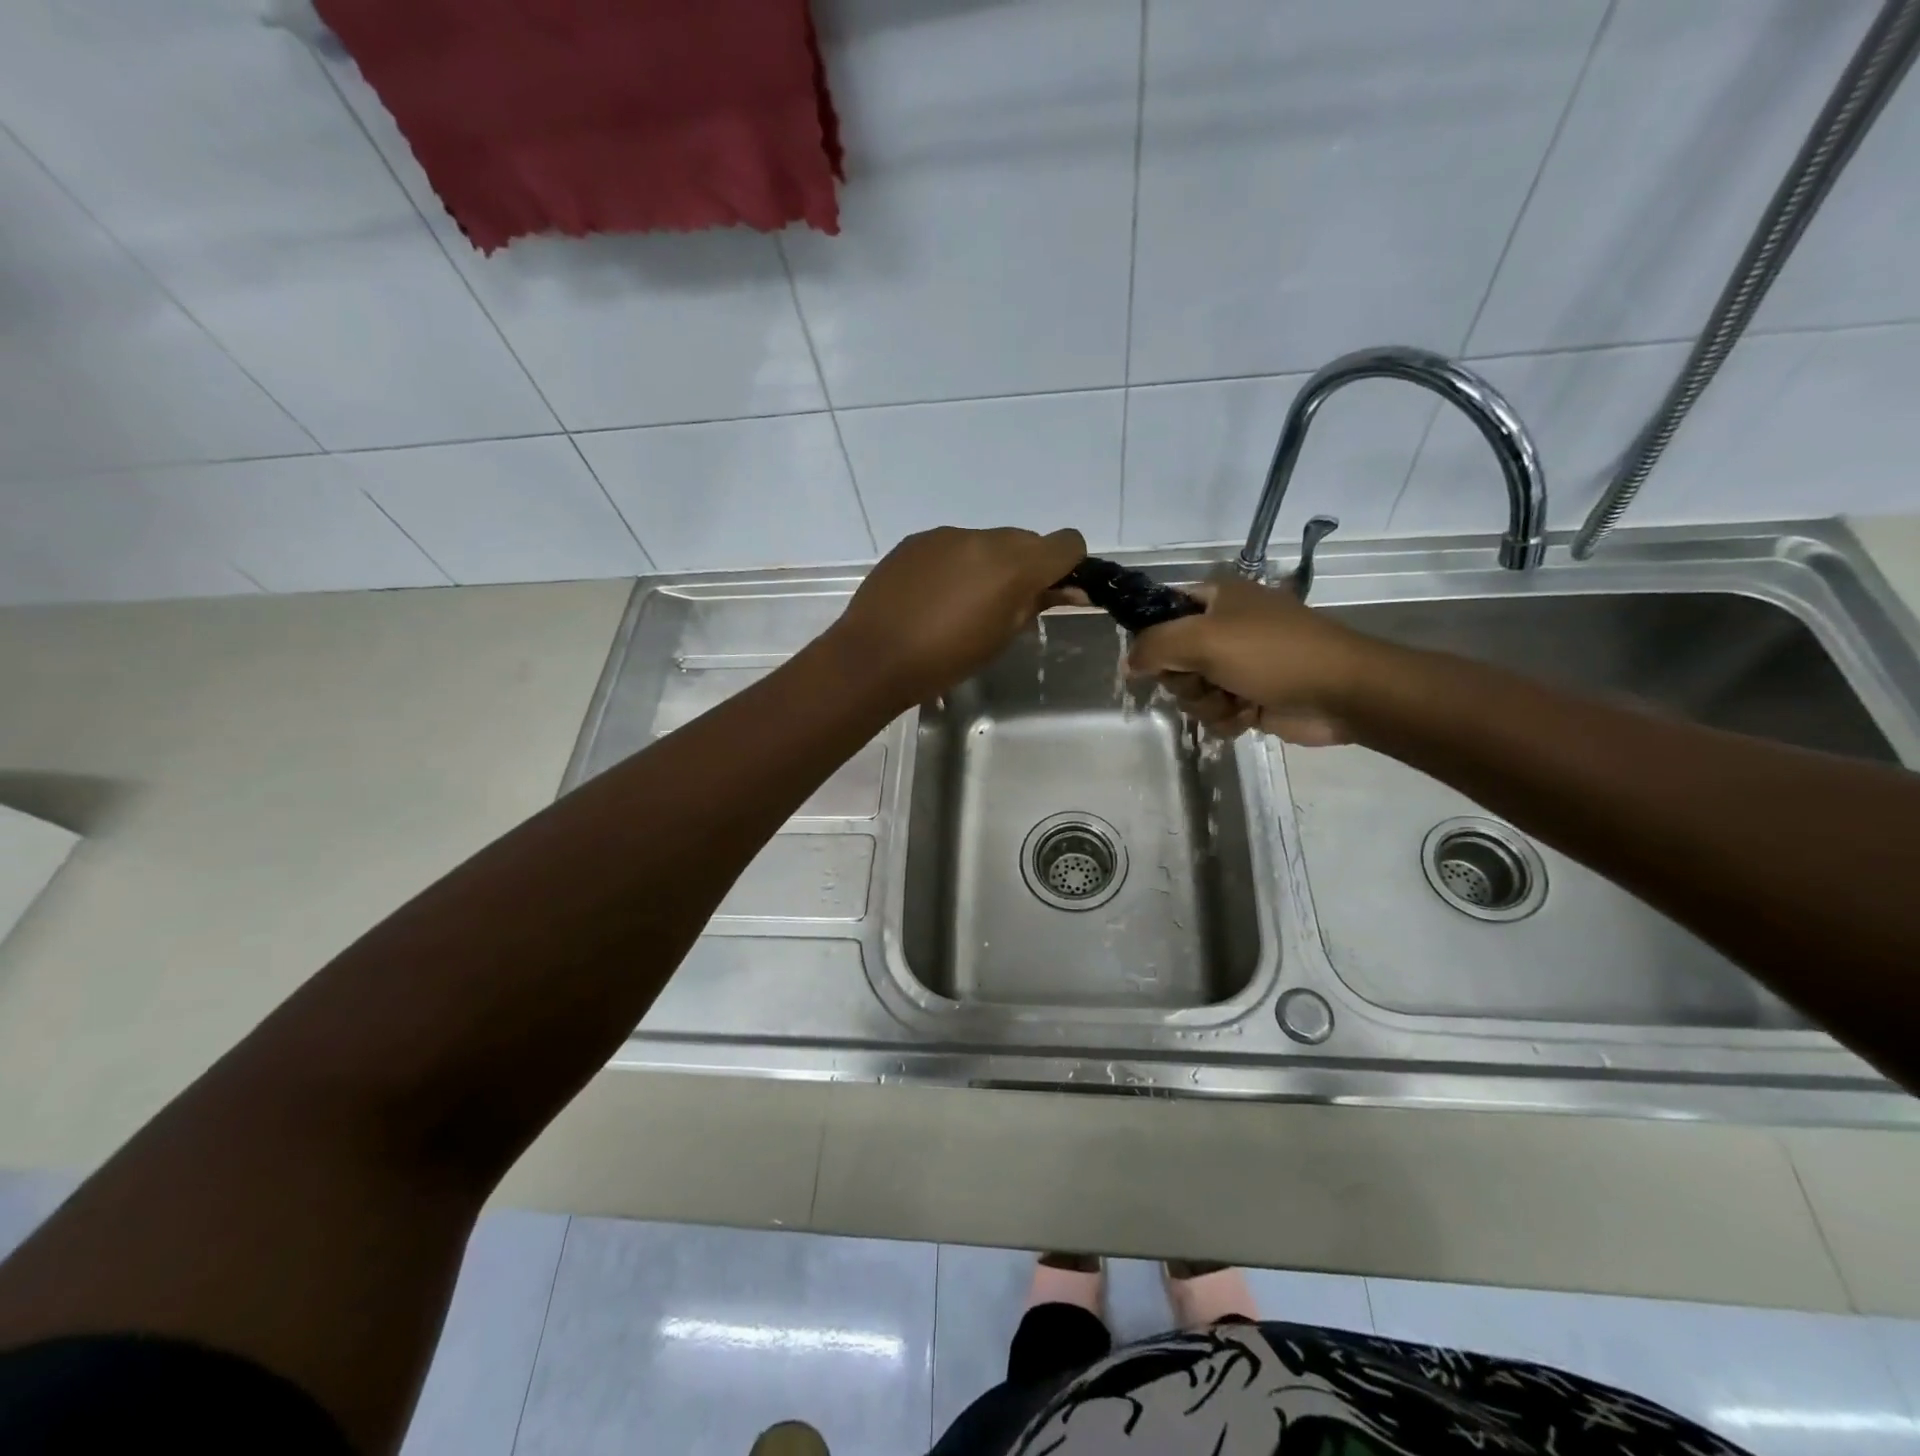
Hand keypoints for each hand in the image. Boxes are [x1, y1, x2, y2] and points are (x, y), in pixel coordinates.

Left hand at [830, 526, 1087, 703]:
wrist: (874, 656)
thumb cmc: (946, 659)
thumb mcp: (1001, 638)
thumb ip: (1036, 604)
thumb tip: (1067, 590)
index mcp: (1014, 565)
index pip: (1067, 542)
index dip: (1068, 564)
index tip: (1054, 590)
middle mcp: (984, 538)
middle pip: (1026, 540)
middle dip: (1026, 566)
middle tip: (1006, 604)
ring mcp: (947, 535)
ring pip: (987, 541)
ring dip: (988, 564)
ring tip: (962, 603)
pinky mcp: (917, 540)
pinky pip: (952, 545)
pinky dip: (956, 564)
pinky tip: (934, 595)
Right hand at [1129, 578, 1375, 745]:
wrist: (1342, 693)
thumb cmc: (1272, 654)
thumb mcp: (1203, 640)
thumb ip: (1153, 646)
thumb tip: (1128, 663)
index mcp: (1215, 599)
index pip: (1161, 613)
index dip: (1152, 639)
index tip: (1153, 660)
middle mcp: (1223, 629)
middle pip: (1171, 660)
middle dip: (1185, 680)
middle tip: (1207, 680)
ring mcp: (1237, 665)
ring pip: (1191, 692)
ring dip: (1208, 703)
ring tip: (1236, 700)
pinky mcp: (1250, 697)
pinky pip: (1215, 713)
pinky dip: (1228, 719)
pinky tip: (1249, 716)